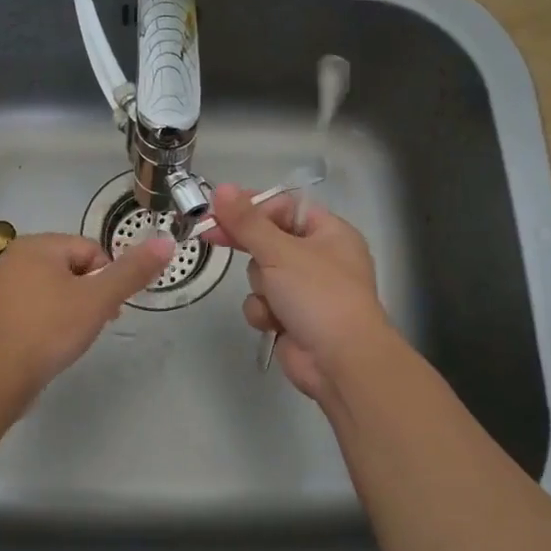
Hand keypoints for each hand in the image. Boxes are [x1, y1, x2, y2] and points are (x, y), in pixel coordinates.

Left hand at [0, 232, 174, 392]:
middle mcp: (11, 257)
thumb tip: (166, 243)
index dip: (107, 279)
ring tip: (69, 339)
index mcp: (37, 245)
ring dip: (64, 309)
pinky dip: (40, 322)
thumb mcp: (99, 300)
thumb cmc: (49, 330)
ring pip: (46, 290)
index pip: (90, 251)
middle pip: (67, 268)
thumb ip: (132, 272)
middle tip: (92, 326)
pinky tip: (44, 346)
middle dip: (86, 294)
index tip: (109, 310)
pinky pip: (25, 309)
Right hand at [203, 183, 391, 401]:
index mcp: (329, 233)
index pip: (284, 207)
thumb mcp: (280, 251)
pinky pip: (263, 303)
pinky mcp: (291, 317)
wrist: (340, 361)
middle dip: (249, 247)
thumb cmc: (318, 295)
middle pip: (268, 240)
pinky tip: (275, 323)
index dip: (252, 207)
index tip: (218, 209)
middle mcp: (319, 258)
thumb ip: (247, 221)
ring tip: (274, 300)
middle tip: (210, 236)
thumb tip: (221, 189)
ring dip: (260, 288)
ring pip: (261, 274)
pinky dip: (264, 312)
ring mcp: (305, 290)